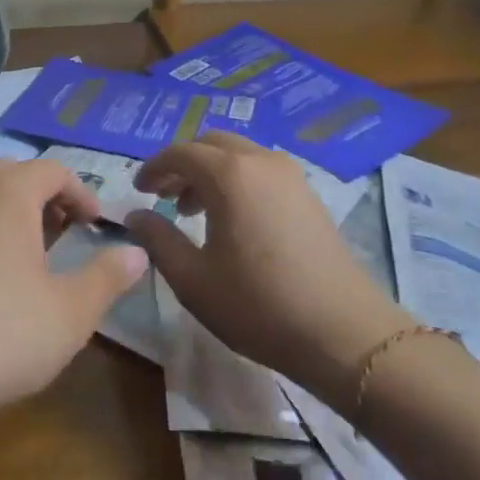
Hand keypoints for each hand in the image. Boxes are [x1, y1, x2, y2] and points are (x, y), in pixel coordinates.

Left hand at [0, 159, 147, 438]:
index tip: (96, 225)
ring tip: (22, 251)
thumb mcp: (70, 313)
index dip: (81, 192)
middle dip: (41, 195)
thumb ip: (106, 278)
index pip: (51, 170)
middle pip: (8, 172)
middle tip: (61, 230)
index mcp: (6, 193)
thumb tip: (137, 253)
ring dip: (4, 210)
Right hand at [125, 133, 410, 406]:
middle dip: (182, 164)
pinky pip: (262, 171)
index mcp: (229, 174)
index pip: (180, 152)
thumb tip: (135, 216)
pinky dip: (237, 181)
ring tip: (193, 210)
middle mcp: (261, 162)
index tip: (138, 191)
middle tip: (163, 196)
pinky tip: (232, 220)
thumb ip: (157, 239)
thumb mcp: (192, 278)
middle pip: (211, 144)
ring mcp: (291, 177)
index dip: (153, 168)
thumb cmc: (258, 305)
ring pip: (239, 155)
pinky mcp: (310, 196)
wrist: (345, 335)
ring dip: (210, 172)